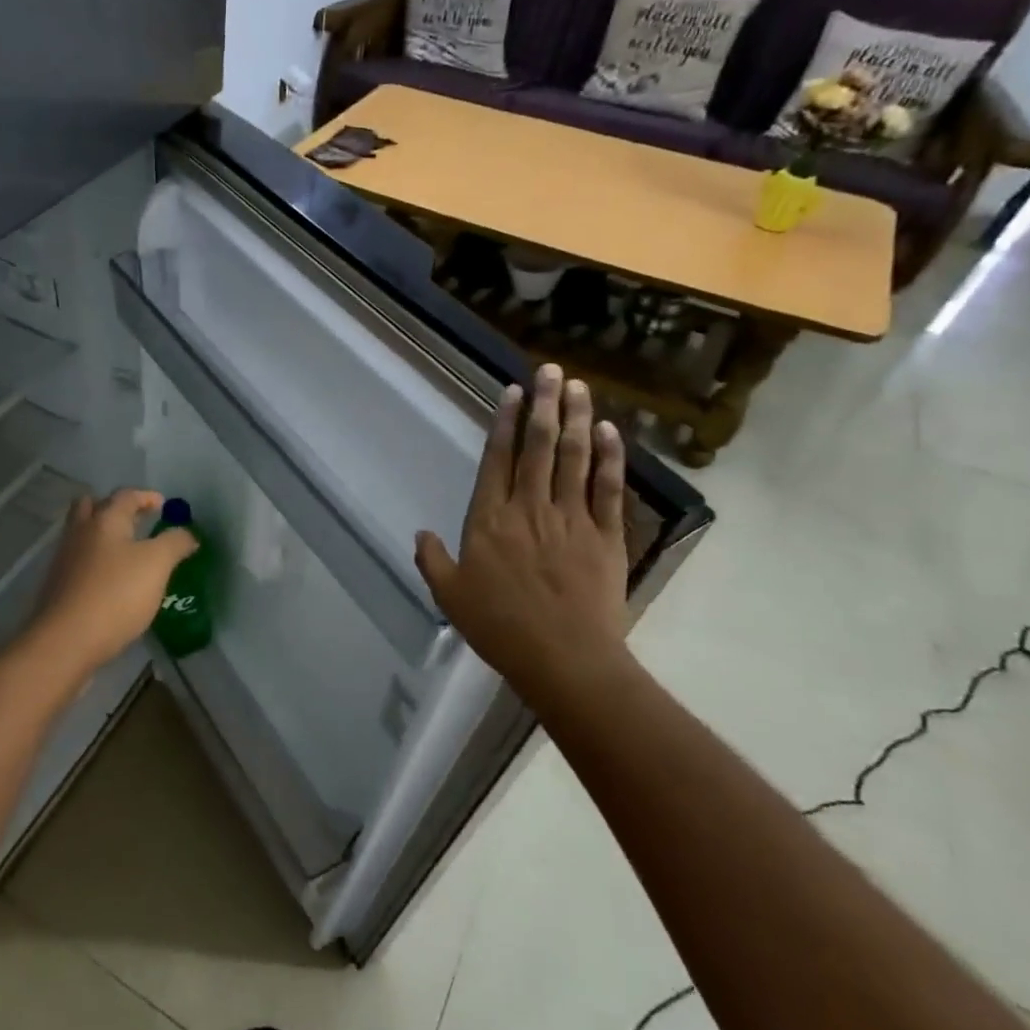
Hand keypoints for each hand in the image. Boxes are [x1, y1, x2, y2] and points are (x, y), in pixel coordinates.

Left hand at [27, 489, 197, 682]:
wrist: (66, 640)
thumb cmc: (116, 594)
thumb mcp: (157, 564)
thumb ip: (175, 543)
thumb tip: (187, 533)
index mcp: (105, 520)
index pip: (126, 496)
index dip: (147, 497)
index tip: (163, 505)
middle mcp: (80, 533)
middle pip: (92, 506)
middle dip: (114, 508)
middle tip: (135, 521)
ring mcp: (64, 560)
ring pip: (83, 534)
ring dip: (103, 536)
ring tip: (127, 553)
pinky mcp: (58, 586)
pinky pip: (79, 562)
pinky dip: (95, 561)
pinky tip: (111, 581)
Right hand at [415, 365, 629, 705]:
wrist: (564, 659)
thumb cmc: (500, 627)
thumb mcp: (450, 596)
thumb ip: (433, 561)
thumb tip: (419, 534)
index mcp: (490, 520)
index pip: (498, 459)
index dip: (505, 421)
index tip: (514, 392)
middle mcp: (530, 507)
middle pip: (539, 446)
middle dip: (545, 404)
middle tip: (552, 371)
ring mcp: (572, 518)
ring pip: (575, 457)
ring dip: (577, 418)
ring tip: (579, 387)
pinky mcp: (607, 535)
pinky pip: (609, 488)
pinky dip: (610, 457)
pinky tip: (609, 431)